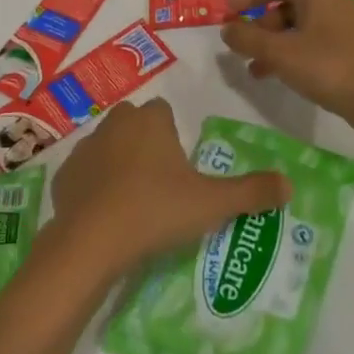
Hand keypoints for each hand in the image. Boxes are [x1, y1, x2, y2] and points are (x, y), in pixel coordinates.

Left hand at [50, 98, 288, 282]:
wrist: (91, 242)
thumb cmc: (156, 211)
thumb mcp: (212, 204)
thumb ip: (251, 192)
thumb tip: (290, 184)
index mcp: (150, 120)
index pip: (163, 111)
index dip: (172, 135)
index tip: (180, 167)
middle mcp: (115, 123)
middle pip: (134, 123)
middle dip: (145, 144)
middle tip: (160, 184)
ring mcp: (85, 147)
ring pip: (107, 145)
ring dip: (118, 163)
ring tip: (133, 202)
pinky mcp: (63, 174)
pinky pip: (84, 173)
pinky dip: (93, 186)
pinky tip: (104, 215)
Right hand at [221, 0, 353, 132]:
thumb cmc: (326, 66)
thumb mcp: (278, 53)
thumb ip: (247, 38)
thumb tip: (227, 30)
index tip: (230, 13)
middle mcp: (331, 3)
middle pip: (286, 5)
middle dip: (260, 25)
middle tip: (243, 46)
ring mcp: (343, 26)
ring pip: (298, 27)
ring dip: (273, 43)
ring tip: (255, 69)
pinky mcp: (348, 48)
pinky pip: (312, 42)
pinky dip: (291, 53)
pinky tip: (278, 76)